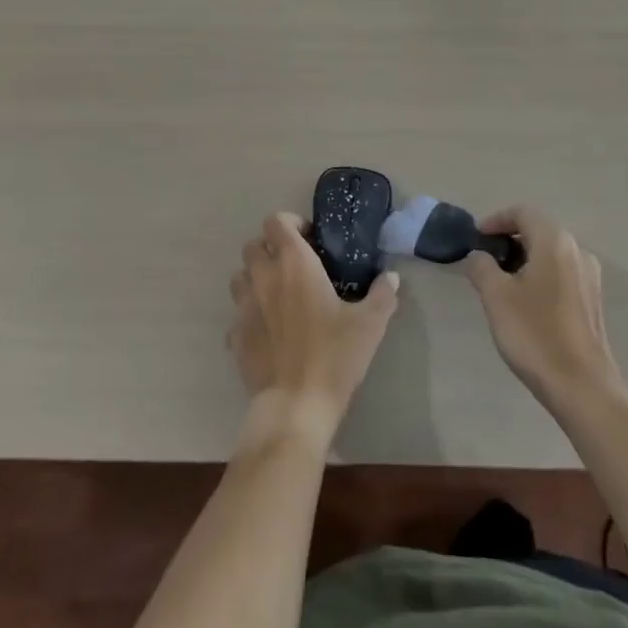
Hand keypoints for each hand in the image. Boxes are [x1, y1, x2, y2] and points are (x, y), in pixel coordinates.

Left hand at [229, 211, 399, 437]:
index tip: (309, 239)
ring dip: (255, 278)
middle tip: (293, 266)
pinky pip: (236, 315)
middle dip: (270, 249)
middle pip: (253, 245)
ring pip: (240, 276)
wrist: (296, 406)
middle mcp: (264, 276)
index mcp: (294, 263)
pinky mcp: (235, 337)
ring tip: (277, 294)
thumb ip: (382, 295)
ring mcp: (244, 307)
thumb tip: (391, 277)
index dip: (290, 223)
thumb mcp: (369, 324)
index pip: (276, 221)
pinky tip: (267, 331)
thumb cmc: (334, 356)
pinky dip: (248, 315)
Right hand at [464, 207, 621, 408]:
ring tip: (502, 282)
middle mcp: (577, 250)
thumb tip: (478, 256)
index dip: (496, 220)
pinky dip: (541, 275)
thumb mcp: (496, 297)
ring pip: (551, 253)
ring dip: (525, 258)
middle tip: (486, 260)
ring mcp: (589, 276)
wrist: (583, 388)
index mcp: (554, 241)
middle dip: (509, 240)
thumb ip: (481, 267)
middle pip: (538, 230)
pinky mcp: (593, 301)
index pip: (522, 213)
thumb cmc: (536, 334)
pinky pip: (562, 273)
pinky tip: (526, 302)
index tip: (476, 238)